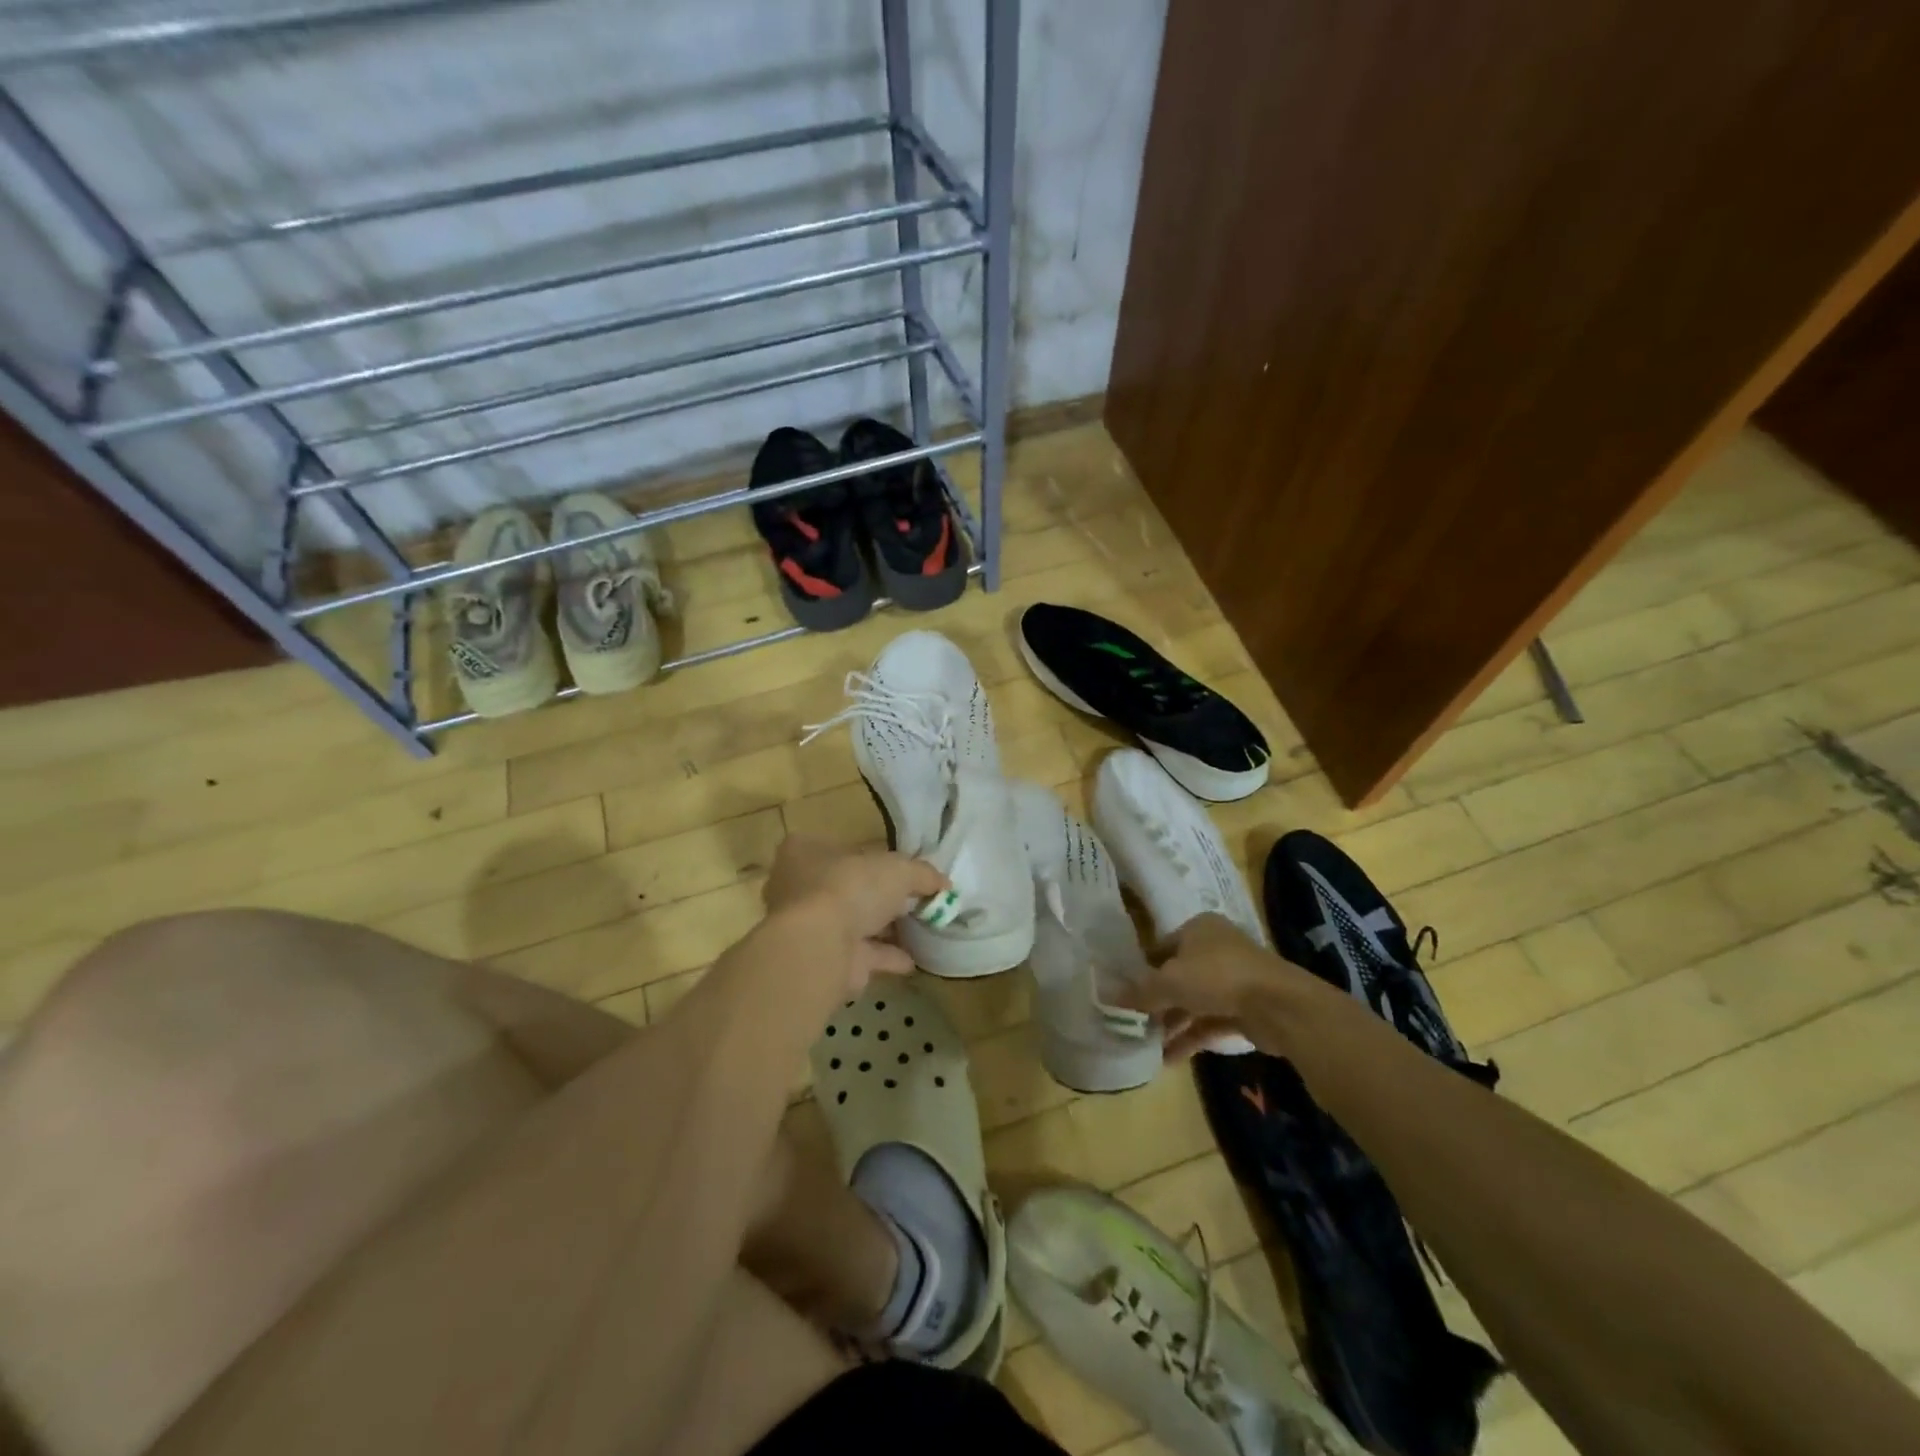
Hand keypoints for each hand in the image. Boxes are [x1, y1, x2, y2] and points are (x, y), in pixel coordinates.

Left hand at [762, 834, 946, 993]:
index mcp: (806, 852)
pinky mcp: (824, 960)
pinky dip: (886, 957)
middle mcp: (800, 888)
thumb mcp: (898, 869)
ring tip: (919, 929)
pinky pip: (861, 955)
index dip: (873, 857)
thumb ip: (922, 873)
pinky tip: (913, 960)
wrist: (819, 948)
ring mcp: (810, 928)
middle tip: (915, 899)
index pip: (841, 848)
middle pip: (849, 887)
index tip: (901, 868)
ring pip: (854, 923)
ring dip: (884, 928)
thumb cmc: (850, 888)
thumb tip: (943, 883)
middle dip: (880, 896)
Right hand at [1121, 913, 1314, 1058]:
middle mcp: (1216, 949)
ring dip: (1172, 1023)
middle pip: (1178, 976)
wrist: (1279, 1005)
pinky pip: (1210, 1022)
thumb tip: (1106, 996)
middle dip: (1157, 1002)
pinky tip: (1167, 1058)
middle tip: (1133, 1022)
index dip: (1142, 970)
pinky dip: (1190, 1037)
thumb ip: (1139, 991)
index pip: (1161, 947)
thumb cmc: (1217, 976)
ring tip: (1146, 1045)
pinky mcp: (1246, 1009)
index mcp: (1198, 929)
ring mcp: (1234, 980)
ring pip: (1194, 1002)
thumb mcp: (1169, 981)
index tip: (1125, 992)